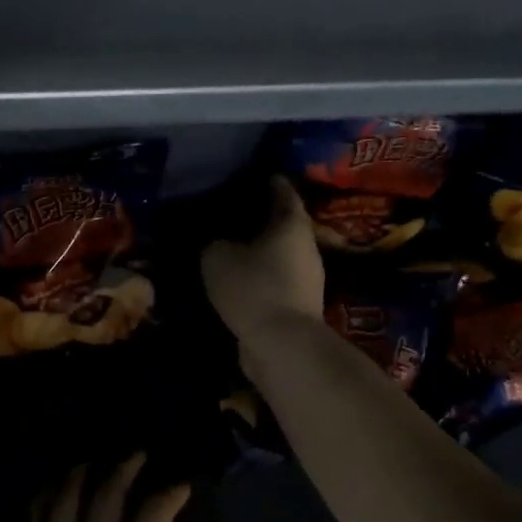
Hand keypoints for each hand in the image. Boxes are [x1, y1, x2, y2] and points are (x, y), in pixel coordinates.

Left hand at [0, 454, 217, 521]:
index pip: (154, 513)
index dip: (170, 492)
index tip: (181, 484)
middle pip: (109, 491)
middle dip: (127, 466)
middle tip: (137, 454)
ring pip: (68, 494)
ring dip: (84, 471)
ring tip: (94, 461)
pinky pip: (35, 514)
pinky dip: (47, 493)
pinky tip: (52, 488)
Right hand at [201, 177, 324, 343]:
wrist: (282, 345)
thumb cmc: (253, 288)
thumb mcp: (217, 257)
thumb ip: (214, 243)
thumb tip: (217, 242)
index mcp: (292, 224)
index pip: (283, 192)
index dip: (269, 182)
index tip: (254, 176)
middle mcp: (306, 247)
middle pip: (285, 224)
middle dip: (262, 219)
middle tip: (234, 213)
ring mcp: (307, 280)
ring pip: (280, 255)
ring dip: (260, 251)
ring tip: (231, 248)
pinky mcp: (299, 307)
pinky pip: (275, 281)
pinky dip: (260, 277)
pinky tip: (238, 279)